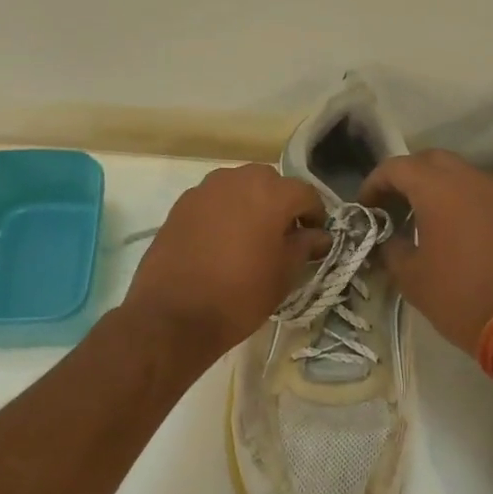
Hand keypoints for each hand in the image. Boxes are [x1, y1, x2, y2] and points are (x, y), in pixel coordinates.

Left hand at [123, 163, 329, 360]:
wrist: (173, 314)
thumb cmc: (240, 294)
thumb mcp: (283, 274)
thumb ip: (305, 246)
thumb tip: (319, 235)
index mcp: (270, 193)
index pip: (305, 193)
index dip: (316, 215)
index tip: (315, 237)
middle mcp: (237, 179)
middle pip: (270, 183)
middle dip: (281, 205)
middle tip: (283, 236)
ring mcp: (205, 190)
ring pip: (239, 188)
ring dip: (252, 205)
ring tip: (251, 237)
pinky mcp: (181, 205)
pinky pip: (214, 201)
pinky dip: (225, 213)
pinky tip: (222, 241)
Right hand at [361, 149, 492, 359]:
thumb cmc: (457, 296)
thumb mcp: (410, 276)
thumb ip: (391, 247)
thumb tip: (387, 237)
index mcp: (437, 190)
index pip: (396, 167)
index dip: (374, 183)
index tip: (365, 207)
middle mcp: (468, 180)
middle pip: (429, 160)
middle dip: (405, 176)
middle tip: (391, 203)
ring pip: (457, 171)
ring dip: (434, 184)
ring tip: (418, 215)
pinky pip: (477, 190)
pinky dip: (457, 197)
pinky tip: (449, 226)